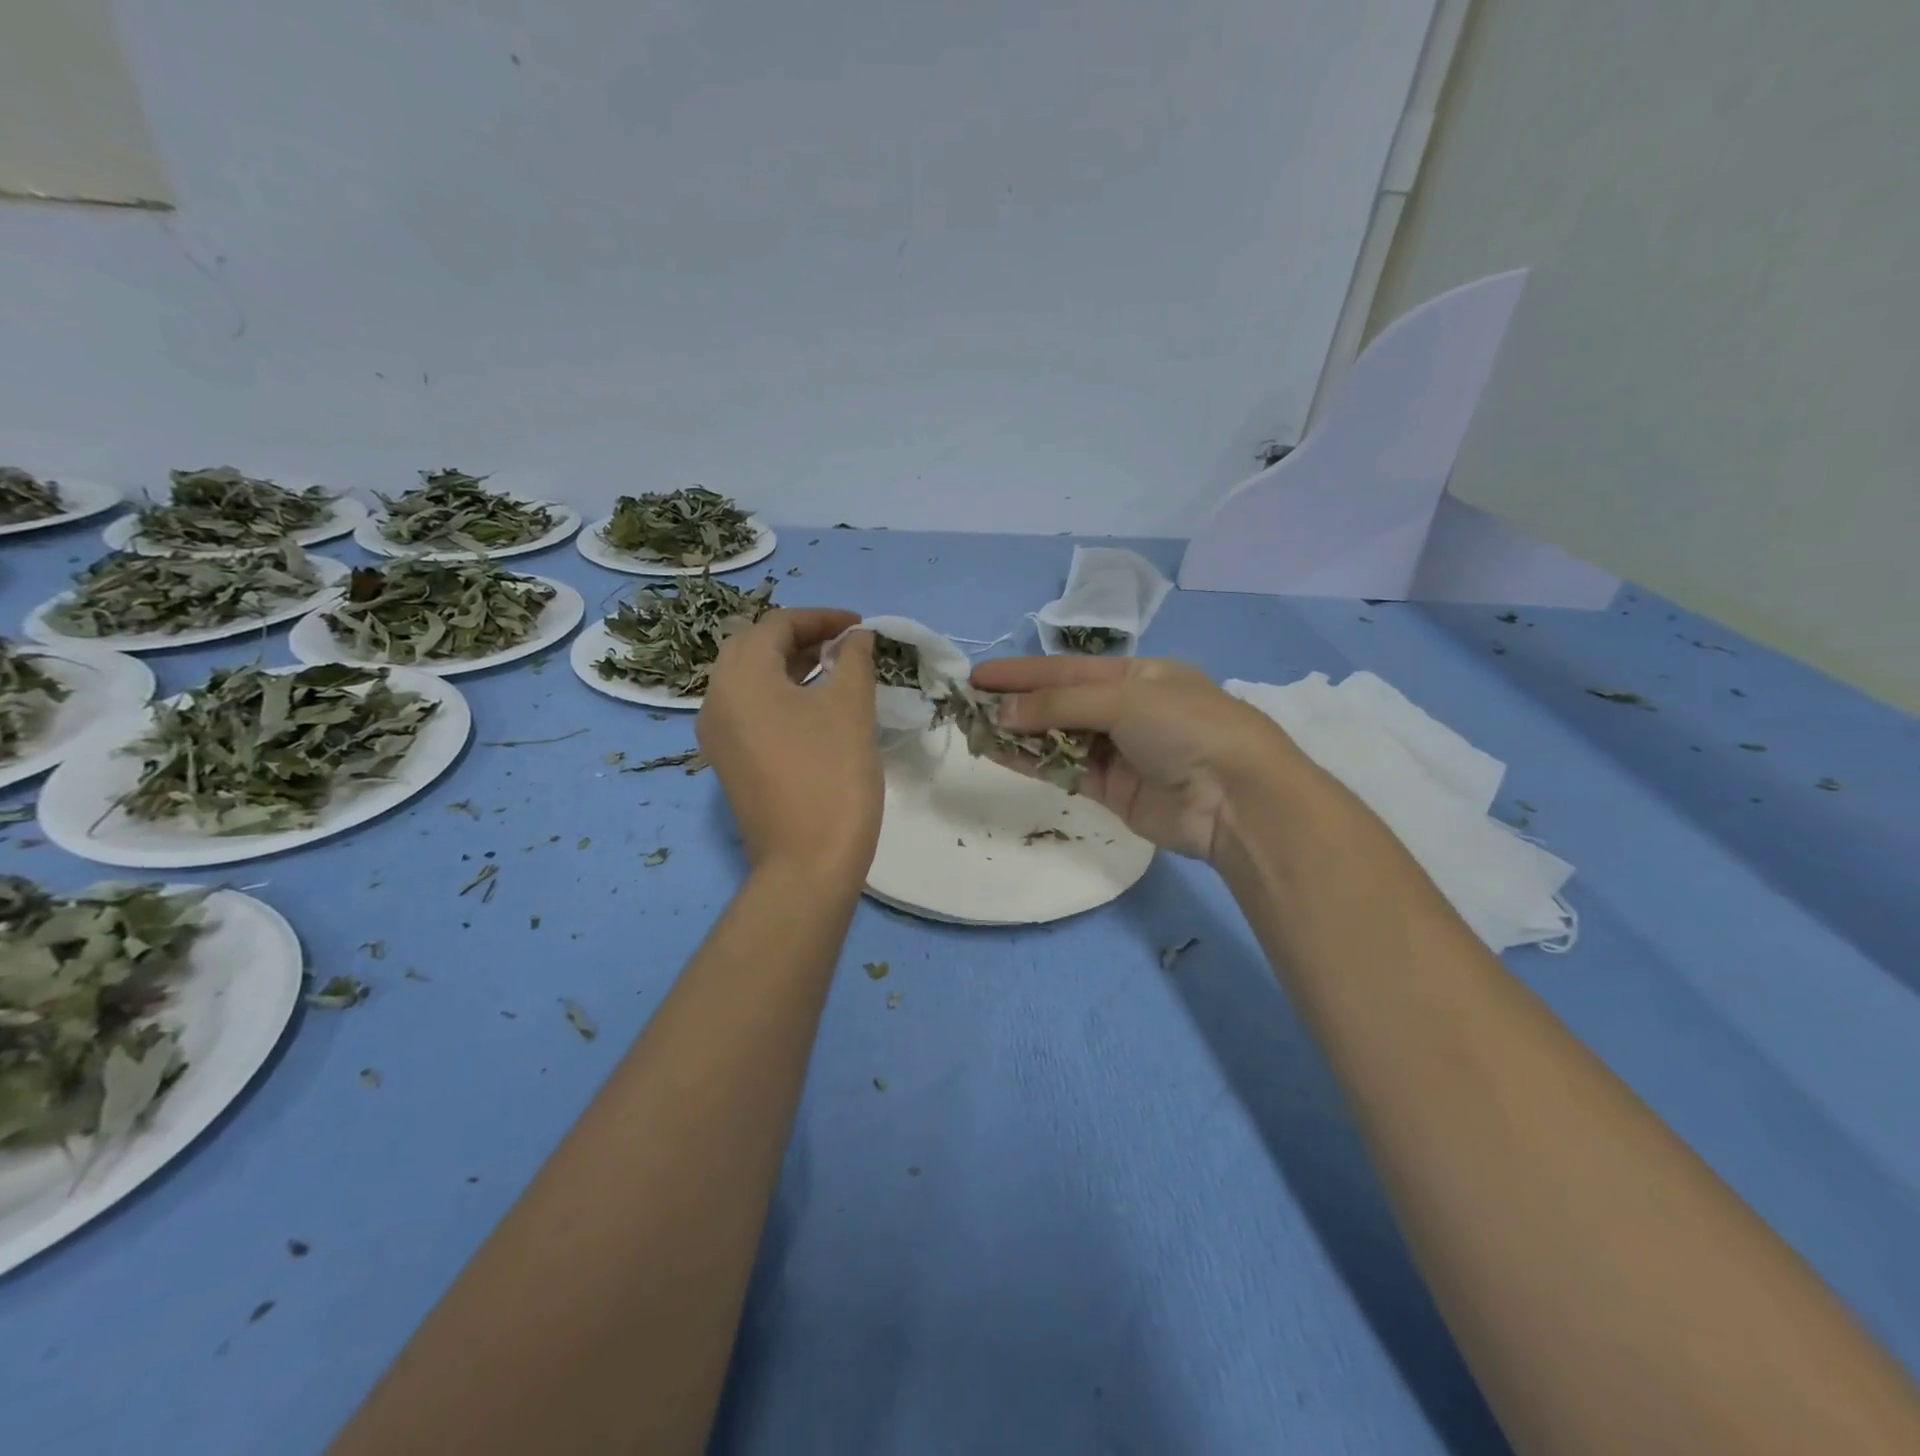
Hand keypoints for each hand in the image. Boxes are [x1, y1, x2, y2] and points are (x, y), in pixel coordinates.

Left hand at [698, 609, 881, 882]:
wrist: (806, 864)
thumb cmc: (831, 776)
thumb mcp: (850, 708)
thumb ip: (854, 660)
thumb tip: (857, 637)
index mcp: (739, 677)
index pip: (776, 625)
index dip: (822, 618)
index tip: (861, 626)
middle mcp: (716, 699)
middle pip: (754, 647)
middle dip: (801, 637)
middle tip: (844, 645)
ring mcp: (717, 735)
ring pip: (750, 680)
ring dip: (790, 666)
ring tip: (835, 670)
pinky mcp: (728, 762)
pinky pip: (749, 710)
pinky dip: (780, 695)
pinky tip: (815, 708)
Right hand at [967, 655, 1307, 861]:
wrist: (1234, 797)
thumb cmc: (1184, 727)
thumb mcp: (1123, 699)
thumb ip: (1059, 704)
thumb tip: (1004, 713)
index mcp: (1136, 676)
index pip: (1065, 669)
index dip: (1021, 672)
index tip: (978, 676)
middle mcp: (1124, 710)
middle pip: (1058, 702)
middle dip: (1016, 703)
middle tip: (968, 705)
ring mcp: (1117, 752)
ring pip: (1057, 738)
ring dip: (1018, 734)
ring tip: (975, 730)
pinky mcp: (1111, 790)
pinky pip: (1063, 770)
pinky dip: (1032, 762)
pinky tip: (999, 754)